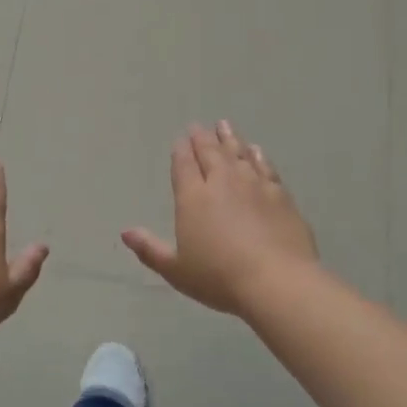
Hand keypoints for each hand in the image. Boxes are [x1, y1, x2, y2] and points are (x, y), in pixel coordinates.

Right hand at [122, 121, 320, 317]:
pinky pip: (266, 167)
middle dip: (202, 138)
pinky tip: (256, 150)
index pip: (184, 165)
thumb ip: (150, 249)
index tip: (180, 138)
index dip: (180, 150)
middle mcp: (222, 183)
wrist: (277, 281)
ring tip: (224, 125)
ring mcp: (254, 186)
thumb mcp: (176, 270)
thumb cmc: (219, 277)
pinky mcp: (280, 195)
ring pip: (238, 154)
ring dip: (229, 139)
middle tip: (198, 126)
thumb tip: (125, 232)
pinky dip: (258, 156)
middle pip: (210, 153)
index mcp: (193, 198)